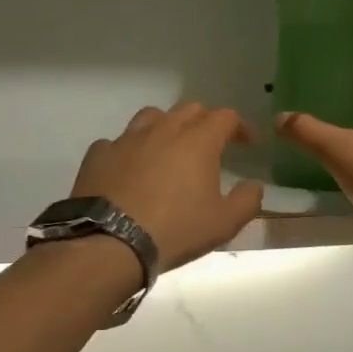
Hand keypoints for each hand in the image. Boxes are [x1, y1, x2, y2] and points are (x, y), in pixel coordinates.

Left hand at [72, 103, 265, 271]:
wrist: (110, 241)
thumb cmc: (175, 230)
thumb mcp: (224, 223)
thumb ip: (247, 200)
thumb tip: (254, 185)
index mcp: (198, 141)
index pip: (225, 117)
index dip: (239, 127)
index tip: (247, 144)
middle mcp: (163, 129)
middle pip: (189, 110)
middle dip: (205, 122)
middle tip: (210, 146)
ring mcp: (127, 139)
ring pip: (152, 116)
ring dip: (166, 127)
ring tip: (168, 149)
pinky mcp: (98, 154)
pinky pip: (117, 142)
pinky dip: (129, 150)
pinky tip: (129, 169)